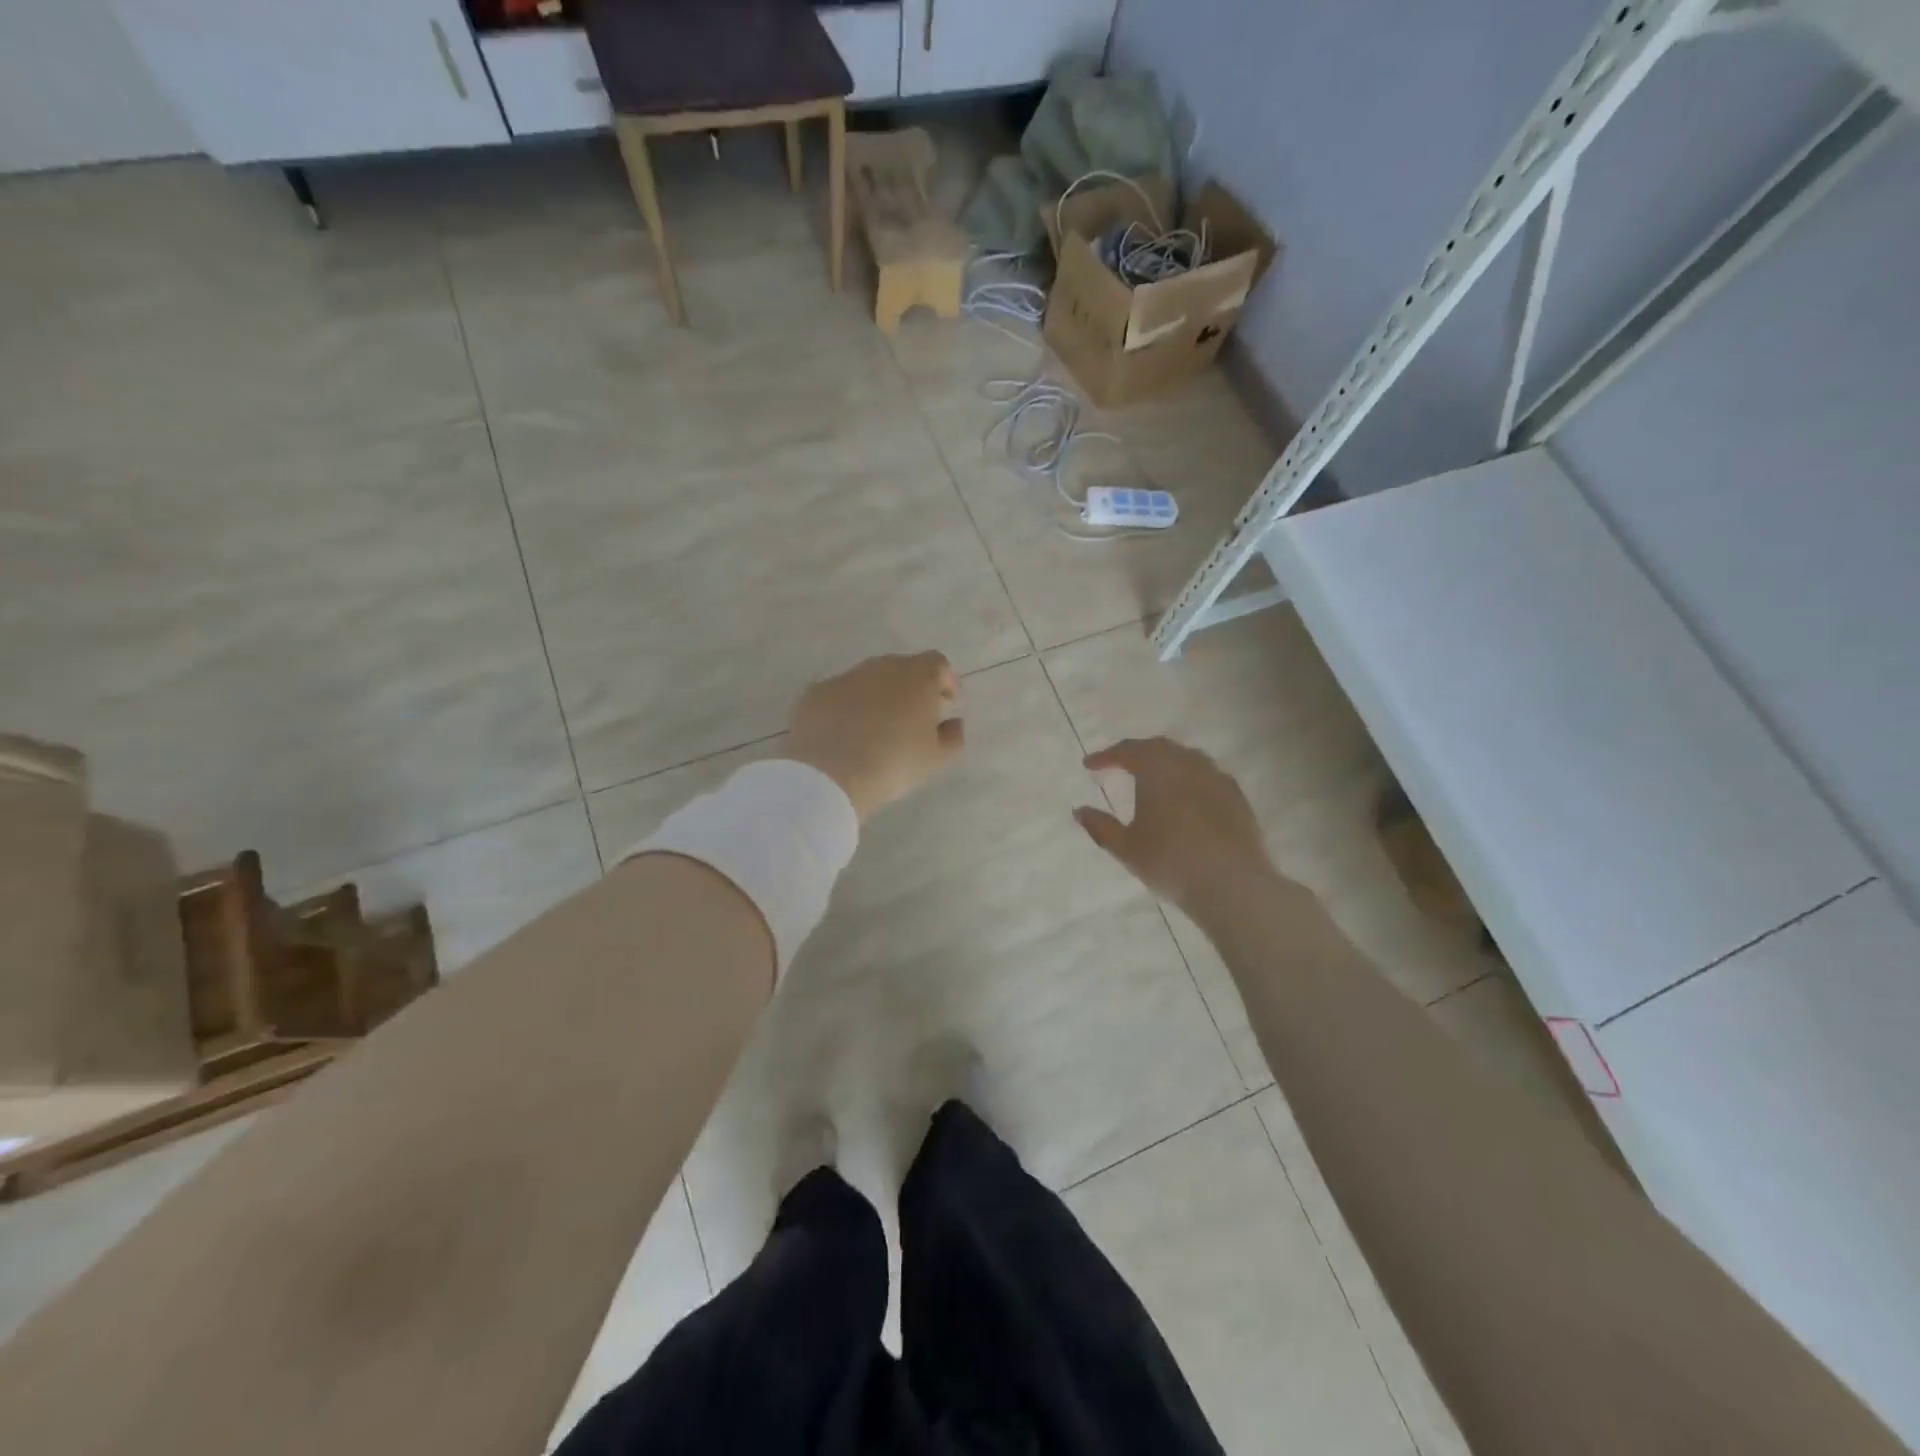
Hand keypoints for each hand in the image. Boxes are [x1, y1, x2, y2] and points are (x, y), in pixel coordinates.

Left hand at [784, 652, 964, 821]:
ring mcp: (845, 677)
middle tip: (914, 716)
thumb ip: (952, 737)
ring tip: (878, 727)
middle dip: (911, 687)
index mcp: (917, 676)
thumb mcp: (936, 759)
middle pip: (902, 668)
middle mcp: (881, 667)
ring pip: (868, 679)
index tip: (948, 702)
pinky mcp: (816, 693)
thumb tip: (954, 723)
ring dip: (878, 696)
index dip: (946, 680)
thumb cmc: (895, 762)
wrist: (830, 773)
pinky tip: (845, 733)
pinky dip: (847, 707)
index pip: (938, 664)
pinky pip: (839, 695)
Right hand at [1074, 737, 1272, 909]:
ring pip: (1186, 758)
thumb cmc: (1170, 862)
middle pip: (1158, 747)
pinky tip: (1186, 795)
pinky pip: (1207, 774)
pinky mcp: (1237, 796)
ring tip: (1153, 777)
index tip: (1089, 765)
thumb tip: (1079, 810)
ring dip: (1165, 762)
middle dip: (1136, 753)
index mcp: (1157, 769)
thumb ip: (1100, 826)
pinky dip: (1189, 777)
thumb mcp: (1127, 848)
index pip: (1127, 751)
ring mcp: (1216, 777)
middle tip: (1119, 764)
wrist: (1232, 884)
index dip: (1106, 756)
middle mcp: (1187, 764)